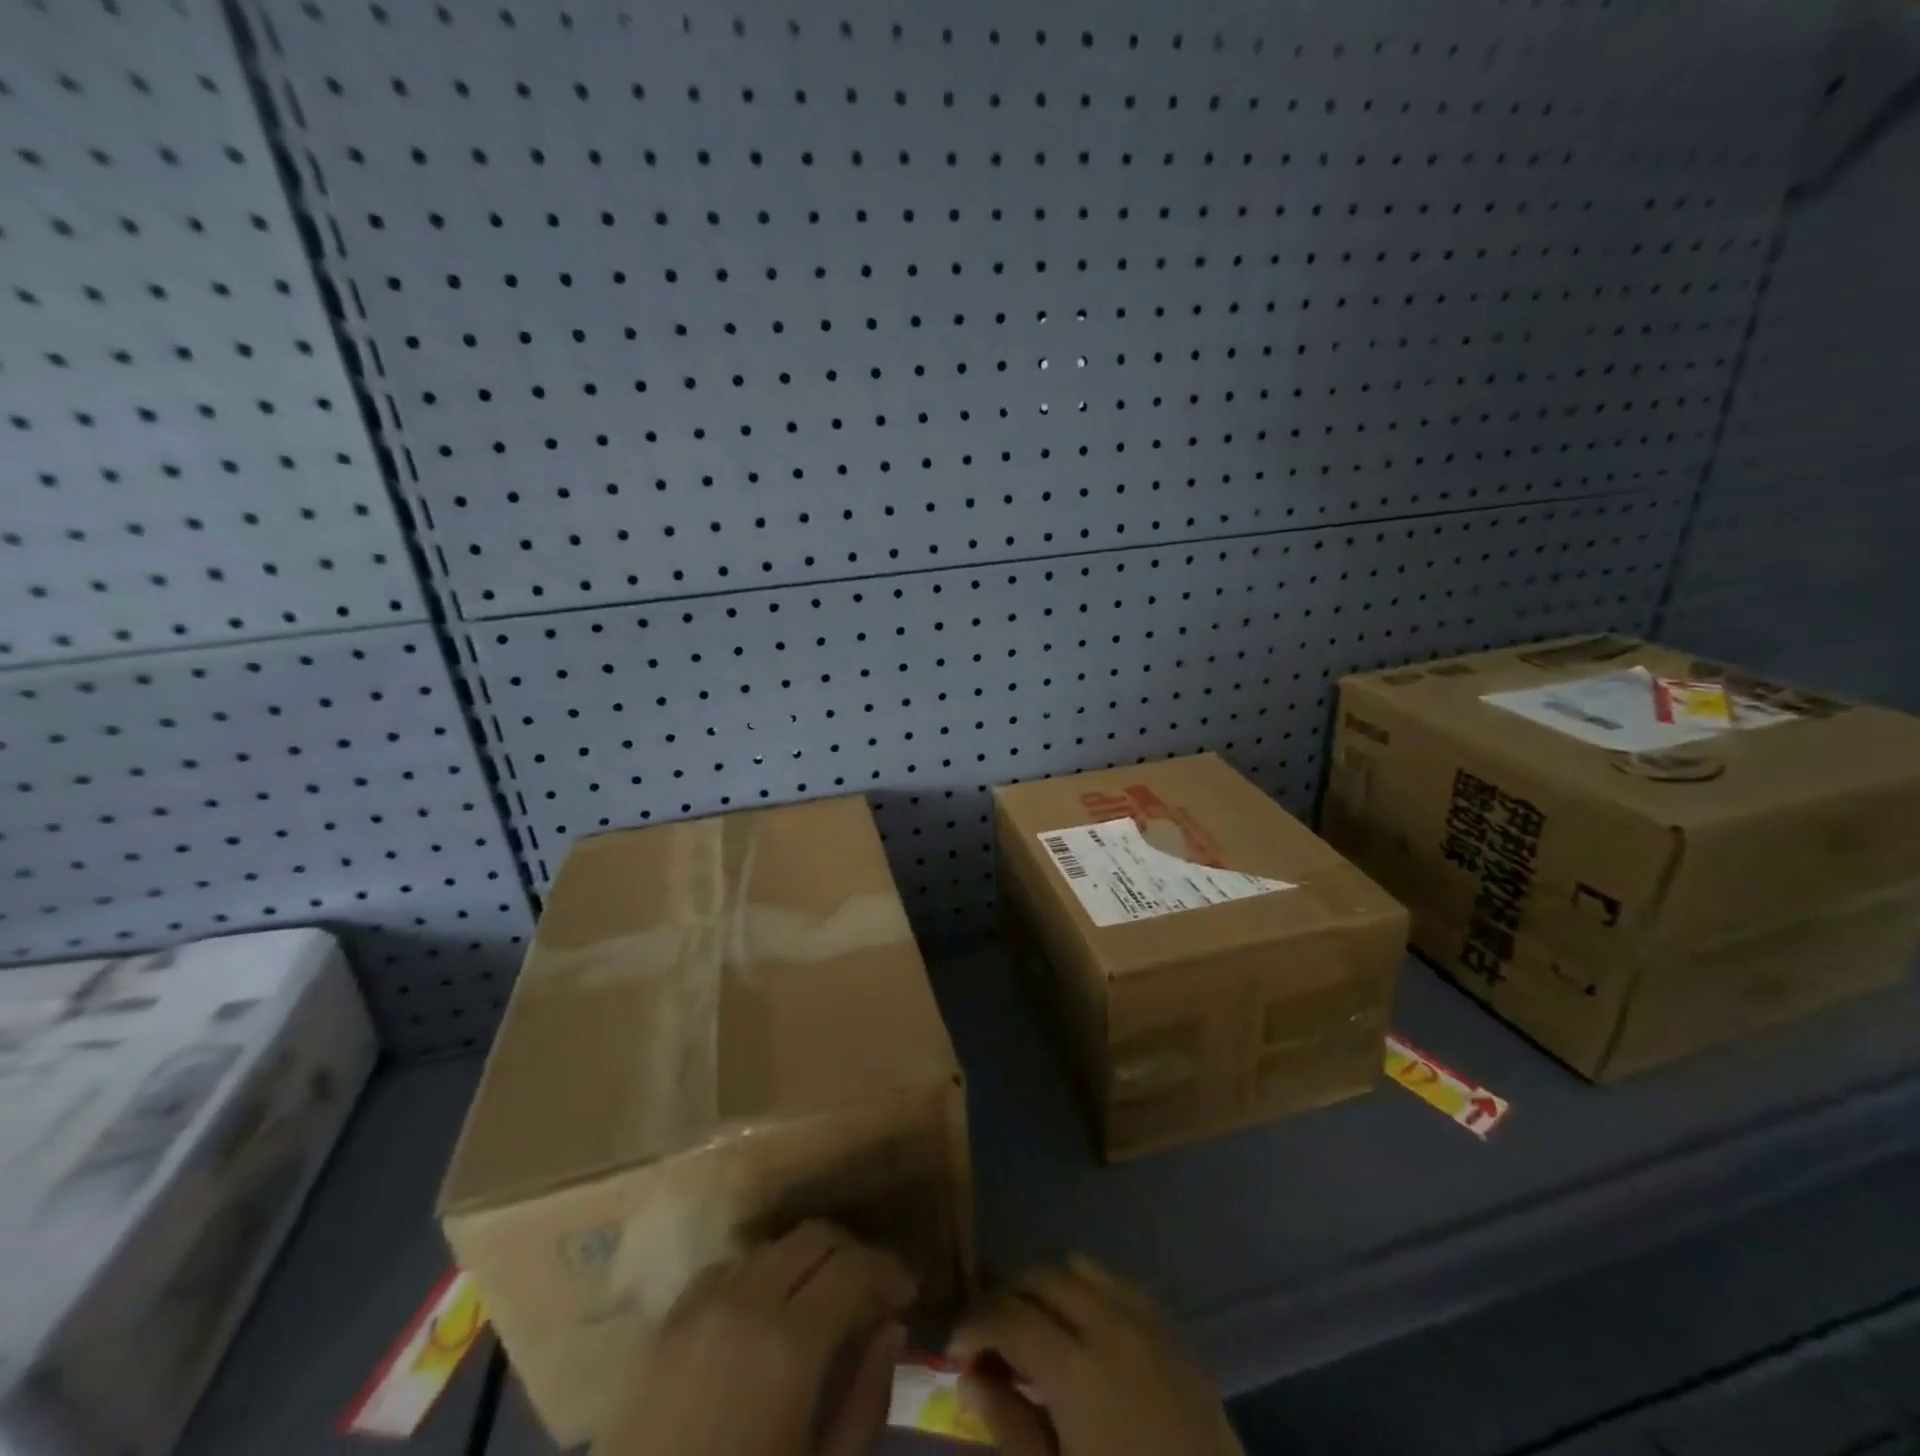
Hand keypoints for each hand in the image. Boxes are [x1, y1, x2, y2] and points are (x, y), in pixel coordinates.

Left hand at [595, 1221, 914, 1455]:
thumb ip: (866, 1397)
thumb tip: (891, 1328)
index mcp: (792, 1344)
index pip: (855, 1266)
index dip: (888, 1270)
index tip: (907, 1295)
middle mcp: (749, 1302)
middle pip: (815, 1237)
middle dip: (853, 1255)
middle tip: (871, 1295)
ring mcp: (704, 1306)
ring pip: (774, 1247)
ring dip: (808, 1262)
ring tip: (822, 1303)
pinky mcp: (670, 1322)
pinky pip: (730, 1268)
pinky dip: (761, 1275)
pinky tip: (766, 1315)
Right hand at [950, 1255, 1241, 1455]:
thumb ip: (1010, 1427)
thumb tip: (972, 1375)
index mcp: (1076, 1367)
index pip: (1008, 1317)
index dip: (974, 1326)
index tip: (955, 1350)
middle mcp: (1109, 1324)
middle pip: (1042, 1277)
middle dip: (1007, 1297)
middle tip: (989, 1338)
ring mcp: (1147, 1322)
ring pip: (1081, 1267)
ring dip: (1048, 1287)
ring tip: (1035, 1328)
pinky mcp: (1175, 1333)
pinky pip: (1119, 1285)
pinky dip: (1088, 1292)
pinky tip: (1083, 1333)